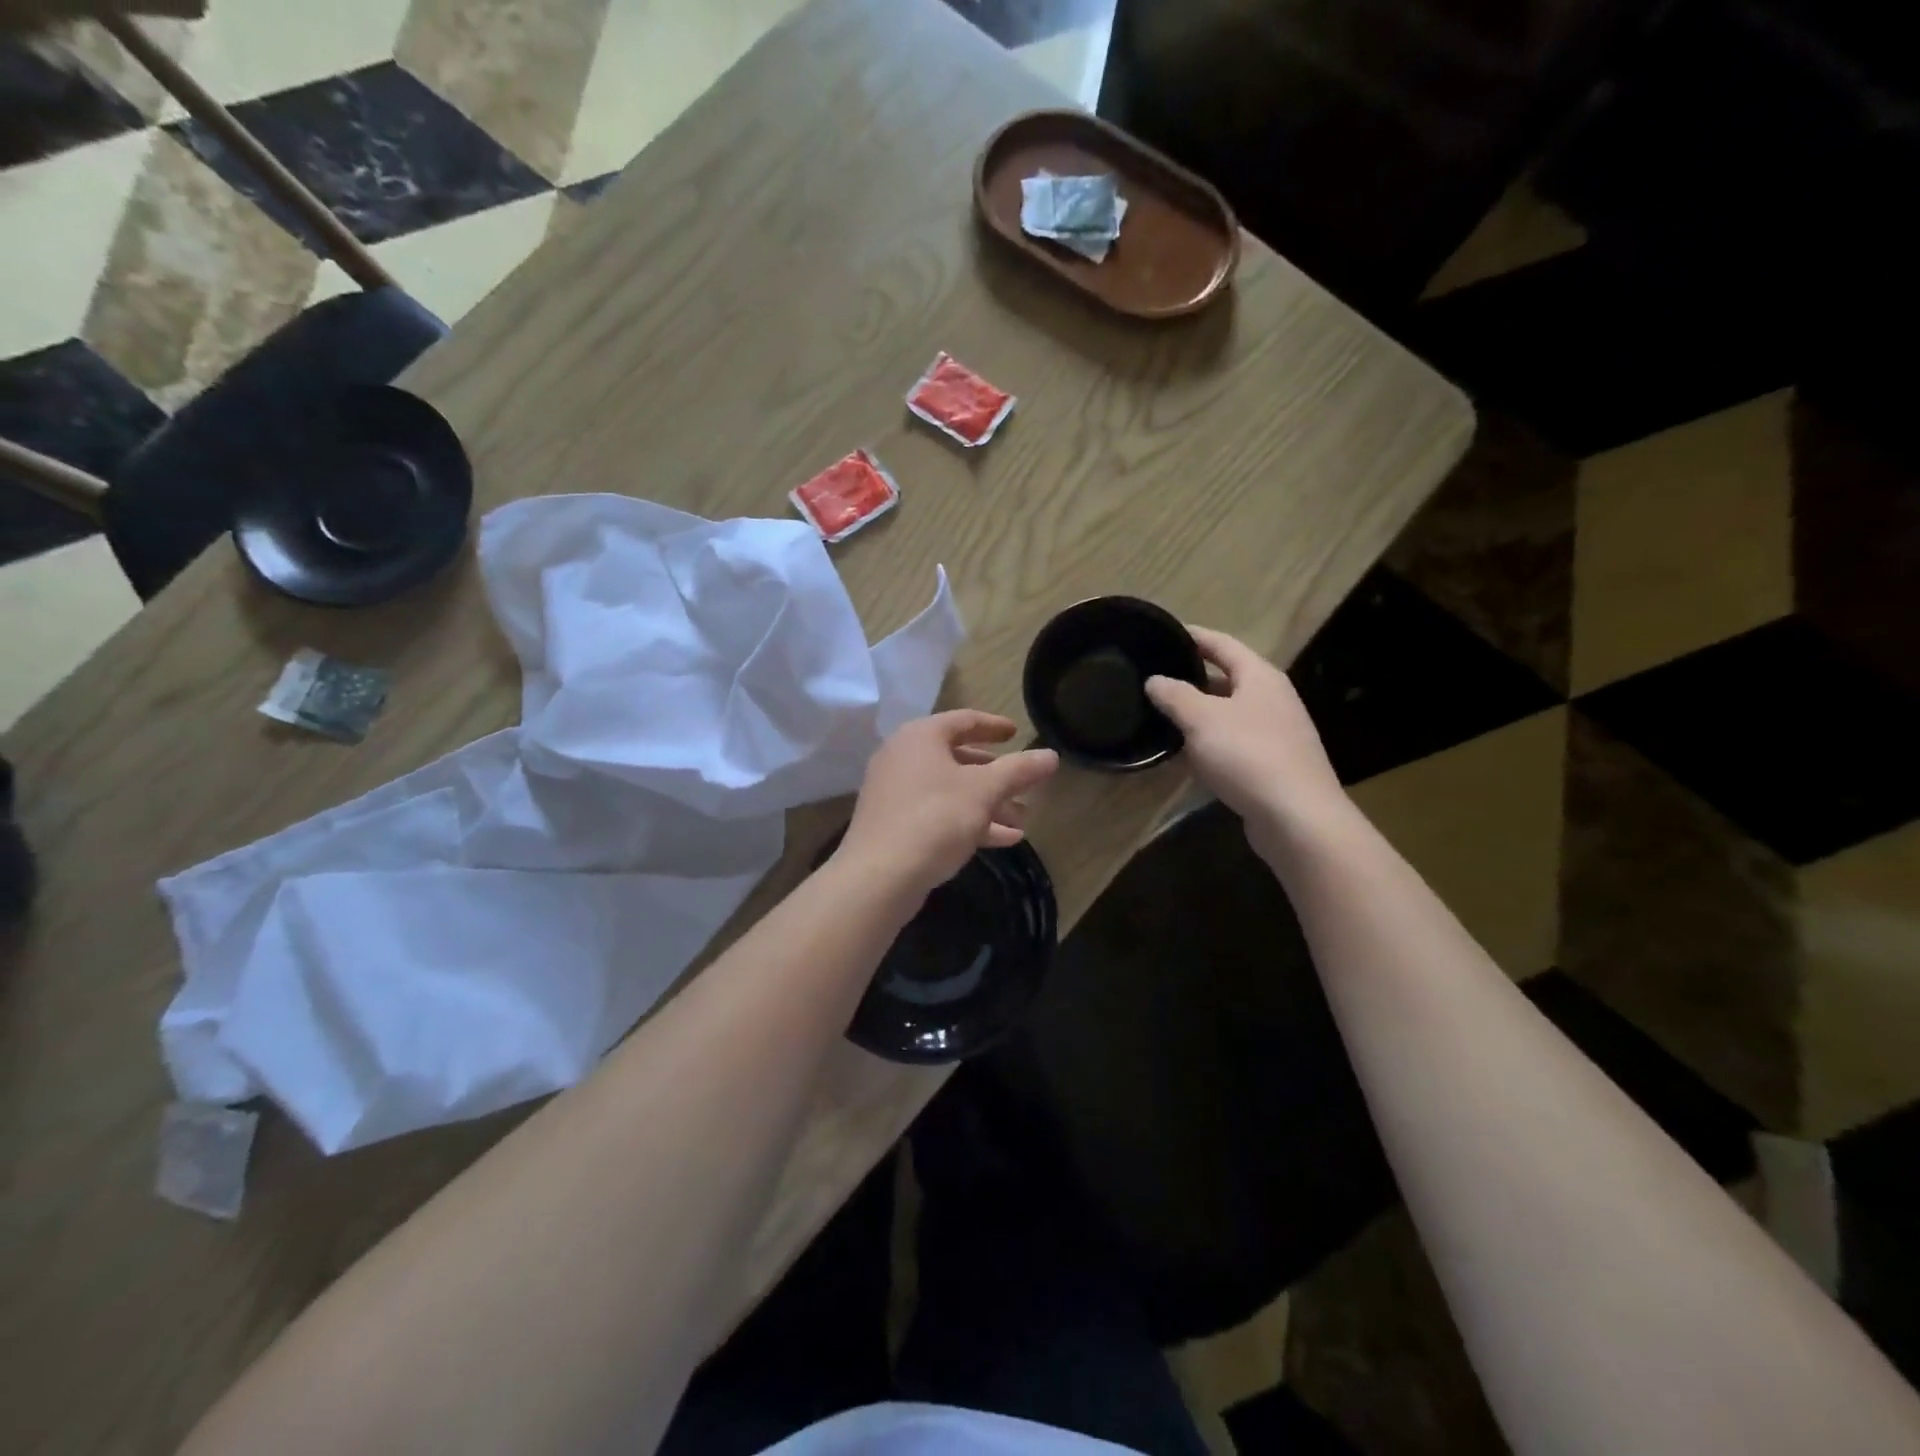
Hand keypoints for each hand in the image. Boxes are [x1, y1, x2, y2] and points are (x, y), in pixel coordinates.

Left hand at [837, 711, 1058, 900]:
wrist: (879, 877)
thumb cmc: (934, 819)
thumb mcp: (984, 792)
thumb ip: (1019, 770)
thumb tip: (1051, 755)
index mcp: (921, 737)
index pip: (963, 720)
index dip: (993, 726)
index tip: (1017, 733)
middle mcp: (903, 757)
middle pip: (957, 758)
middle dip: (996, 774)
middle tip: (1024, 783)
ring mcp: (895, 792)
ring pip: (951, 790)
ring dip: (987, 802)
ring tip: (1022, 819)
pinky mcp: (894, 824)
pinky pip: (938, 814)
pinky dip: (968, 821)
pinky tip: (1003, 840)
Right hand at [1144, 627, 1347, 853]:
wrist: (1297, 817)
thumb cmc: (1248, 755)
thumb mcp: (1202, 719)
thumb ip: (1175, 695)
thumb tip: (1154, 680)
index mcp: (1260, 677)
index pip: (1222, 644)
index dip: (1194, 636)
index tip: (1165, 633)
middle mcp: (1272, 699)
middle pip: (1227, 679)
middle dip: (1191, 679)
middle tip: (1155, 680)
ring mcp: (1275, 734)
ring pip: (1227, 715)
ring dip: (1197, 716)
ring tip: (1161, 717)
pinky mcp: (1272, 765)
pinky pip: (1232, 745)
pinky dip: (1207, 746)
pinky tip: (1183, 758)